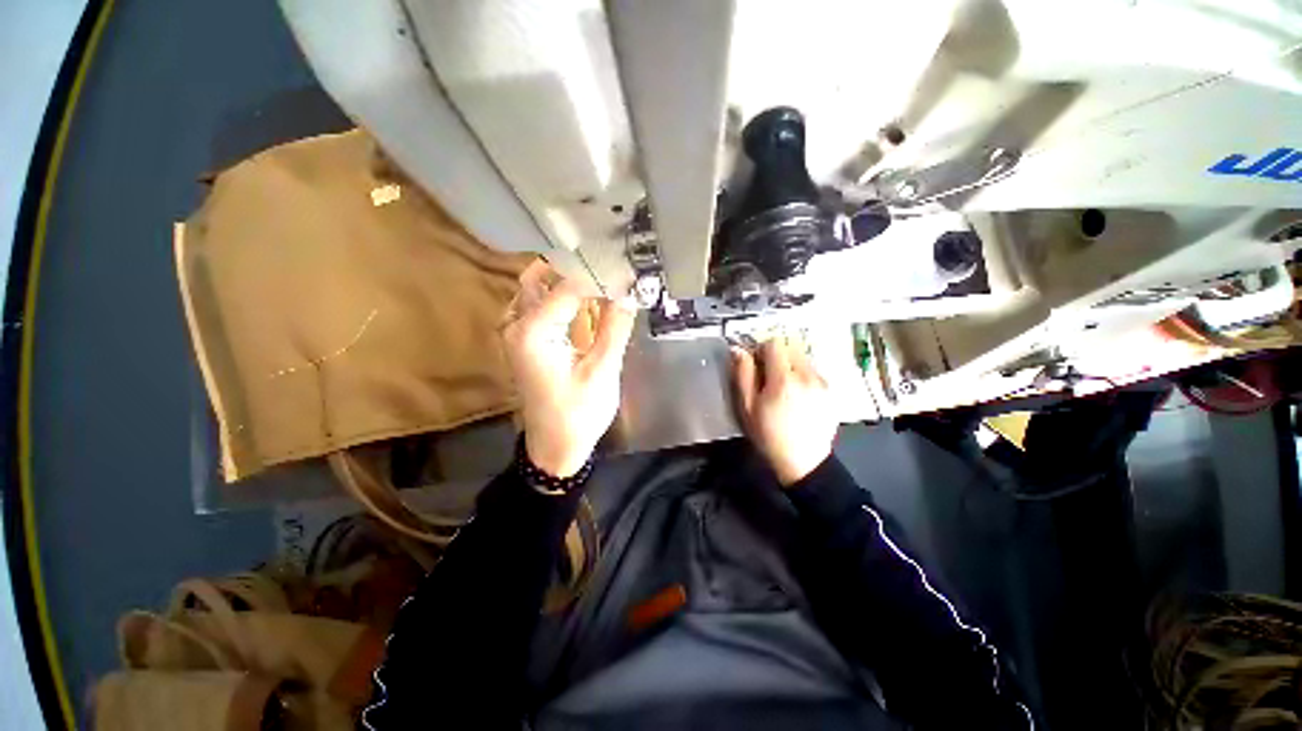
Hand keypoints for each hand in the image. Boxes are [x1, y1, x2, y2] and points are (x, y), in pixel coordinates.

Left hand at [502, 265, 636, 476]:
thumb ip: (614, 328)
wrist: (554, 446)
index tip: (625, 269)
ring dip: (569, 280)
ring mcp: (518, 332)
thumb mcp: (602, 371)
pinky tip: (587, 301)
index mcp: (533, 332)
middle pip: (542, 277)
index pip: (568, 286)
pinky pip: (541, 306)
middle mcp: (518, 325)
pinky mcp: (527, 341)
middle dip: (576, 268)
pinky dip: (563, 297)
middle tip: (609, 267)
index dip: (599, 275)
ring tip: (603, 279)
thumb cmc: (578, 414)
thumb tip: (628, 293)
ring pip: (538, 288)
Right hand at [731, 337, 837, 485]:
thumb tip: (738, 350)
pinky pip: (813, 370)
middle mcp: (807, 375)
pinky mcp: (830, 390)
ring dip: (791, 364)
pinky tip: (797, 396)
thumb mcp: (748, 407)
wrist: (803, 462)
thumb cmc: (769, 435)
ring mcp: (822, 382)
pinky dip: (803, 375)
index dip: (761, 350)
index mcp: (783, 379)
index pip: (774, 343)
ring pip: (803, 357)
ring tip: (784, 388)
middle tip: (768, 375)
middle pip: (791, 346)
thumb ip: (743, 375)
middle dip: (778, 355)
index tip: (757, 365)